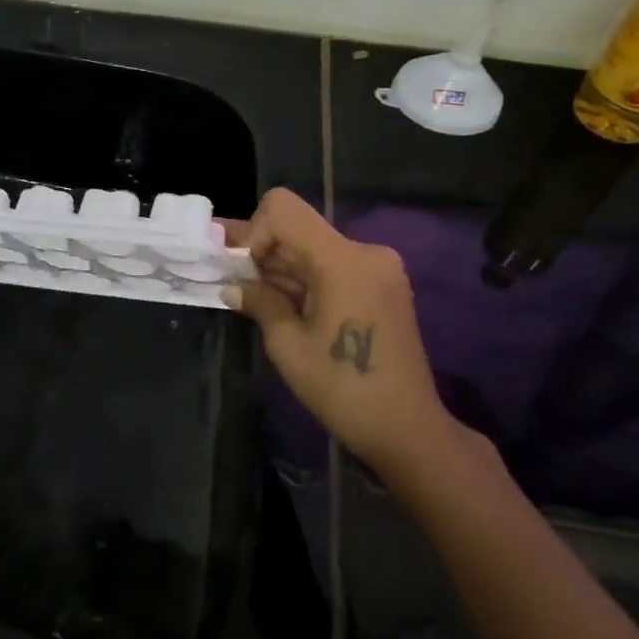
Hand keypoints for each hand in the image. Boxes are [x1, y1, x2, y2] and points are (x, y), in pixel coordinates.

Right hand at [224, 188, 458, 471]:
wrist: (407, 429)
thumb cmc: (342, 388)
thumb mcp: (288, 346)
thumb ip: (260, 302)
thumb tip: (233, 286)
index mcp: (342, 260)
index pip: (283, 209)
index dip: (254, 232)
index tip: (245, 273)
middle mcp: (365, 252)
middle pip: (299, 229)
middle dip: (263, 253)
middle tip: (232, 281)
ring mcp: (379, 268)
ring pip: (314, 249)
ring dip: (283, 268)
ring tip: (253, 297)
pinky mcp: (383, 286)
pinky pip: (333, 266)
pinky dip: (306, 279)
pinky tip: (286, 306)